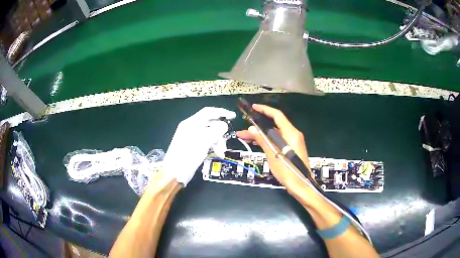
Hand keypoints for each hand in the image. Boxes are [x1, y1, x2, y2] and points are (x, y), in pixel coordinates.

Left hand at [163, 107, 235, 186]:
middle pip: (210, 124)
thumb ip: (216, 130)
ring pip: (210, 134)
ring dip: (218, 141)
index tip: (233, 116)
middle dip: (220, 132)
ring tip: (221, 151)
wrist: (176, 172)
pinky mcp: (193, 146)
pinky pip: (206, 141)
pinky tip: (217, 153)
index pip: (208, 112)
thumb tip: (224, 125)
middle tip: (225, 141)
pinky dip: (213, 146)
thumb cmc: (188, 155)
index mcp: (191, 123)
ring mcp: (192, 137)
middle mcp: (191, 127)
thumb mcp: (204, 141)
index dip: (221, 112)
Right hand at [237, 104, 311, 191]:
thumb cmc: (288, 170)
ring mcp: (292, 142)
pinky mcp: (291, 148)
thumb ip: (263, 140)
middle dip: (257, 126)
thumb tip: (252, 129)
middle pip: (273, 125)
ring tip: (245, 137)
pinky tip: (256, 142)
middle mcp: (293, 134)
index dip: (265, 109)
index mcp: (291, 133)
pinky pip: (277, 140)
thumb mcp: (272, 155)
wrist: (300, 184)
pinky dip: (267, 141)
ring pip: (274, 134)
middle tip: (244, 128)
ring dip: (260, 135)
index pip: (277, 115)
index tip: (253, 108)